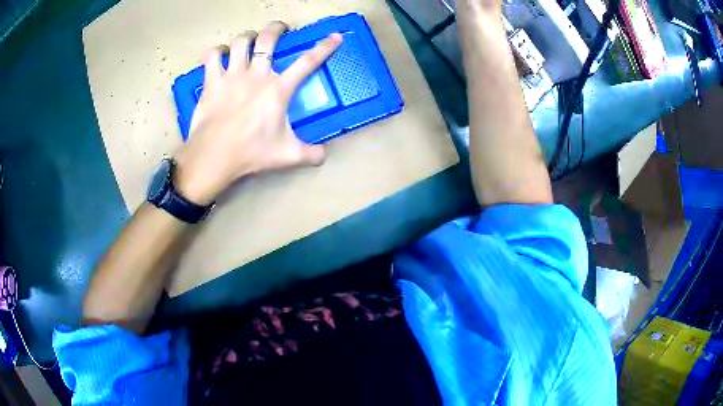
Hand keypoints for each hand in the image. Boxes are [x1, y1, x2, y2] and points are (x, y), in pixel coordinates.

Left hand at [174, 21, 342, 204]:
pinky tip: (218, 54)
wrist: (213, 156)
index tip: (335, 36)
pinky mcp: (212, 81)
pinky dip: (215, 52)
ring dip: (246, 37)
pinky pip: (212, 56)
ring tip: (248, 40)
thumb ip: (310, 154)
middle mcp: (256, 75)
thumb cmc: (251, 153)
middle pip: (268, 39)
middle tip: (279, 28)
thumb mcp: (287, 155)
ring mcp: (232, 75)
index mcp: (278, 89)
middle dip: (276, 28)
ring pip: (240, 42)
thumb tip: (324, 156)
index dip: (324, 47)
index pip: (307, 62)